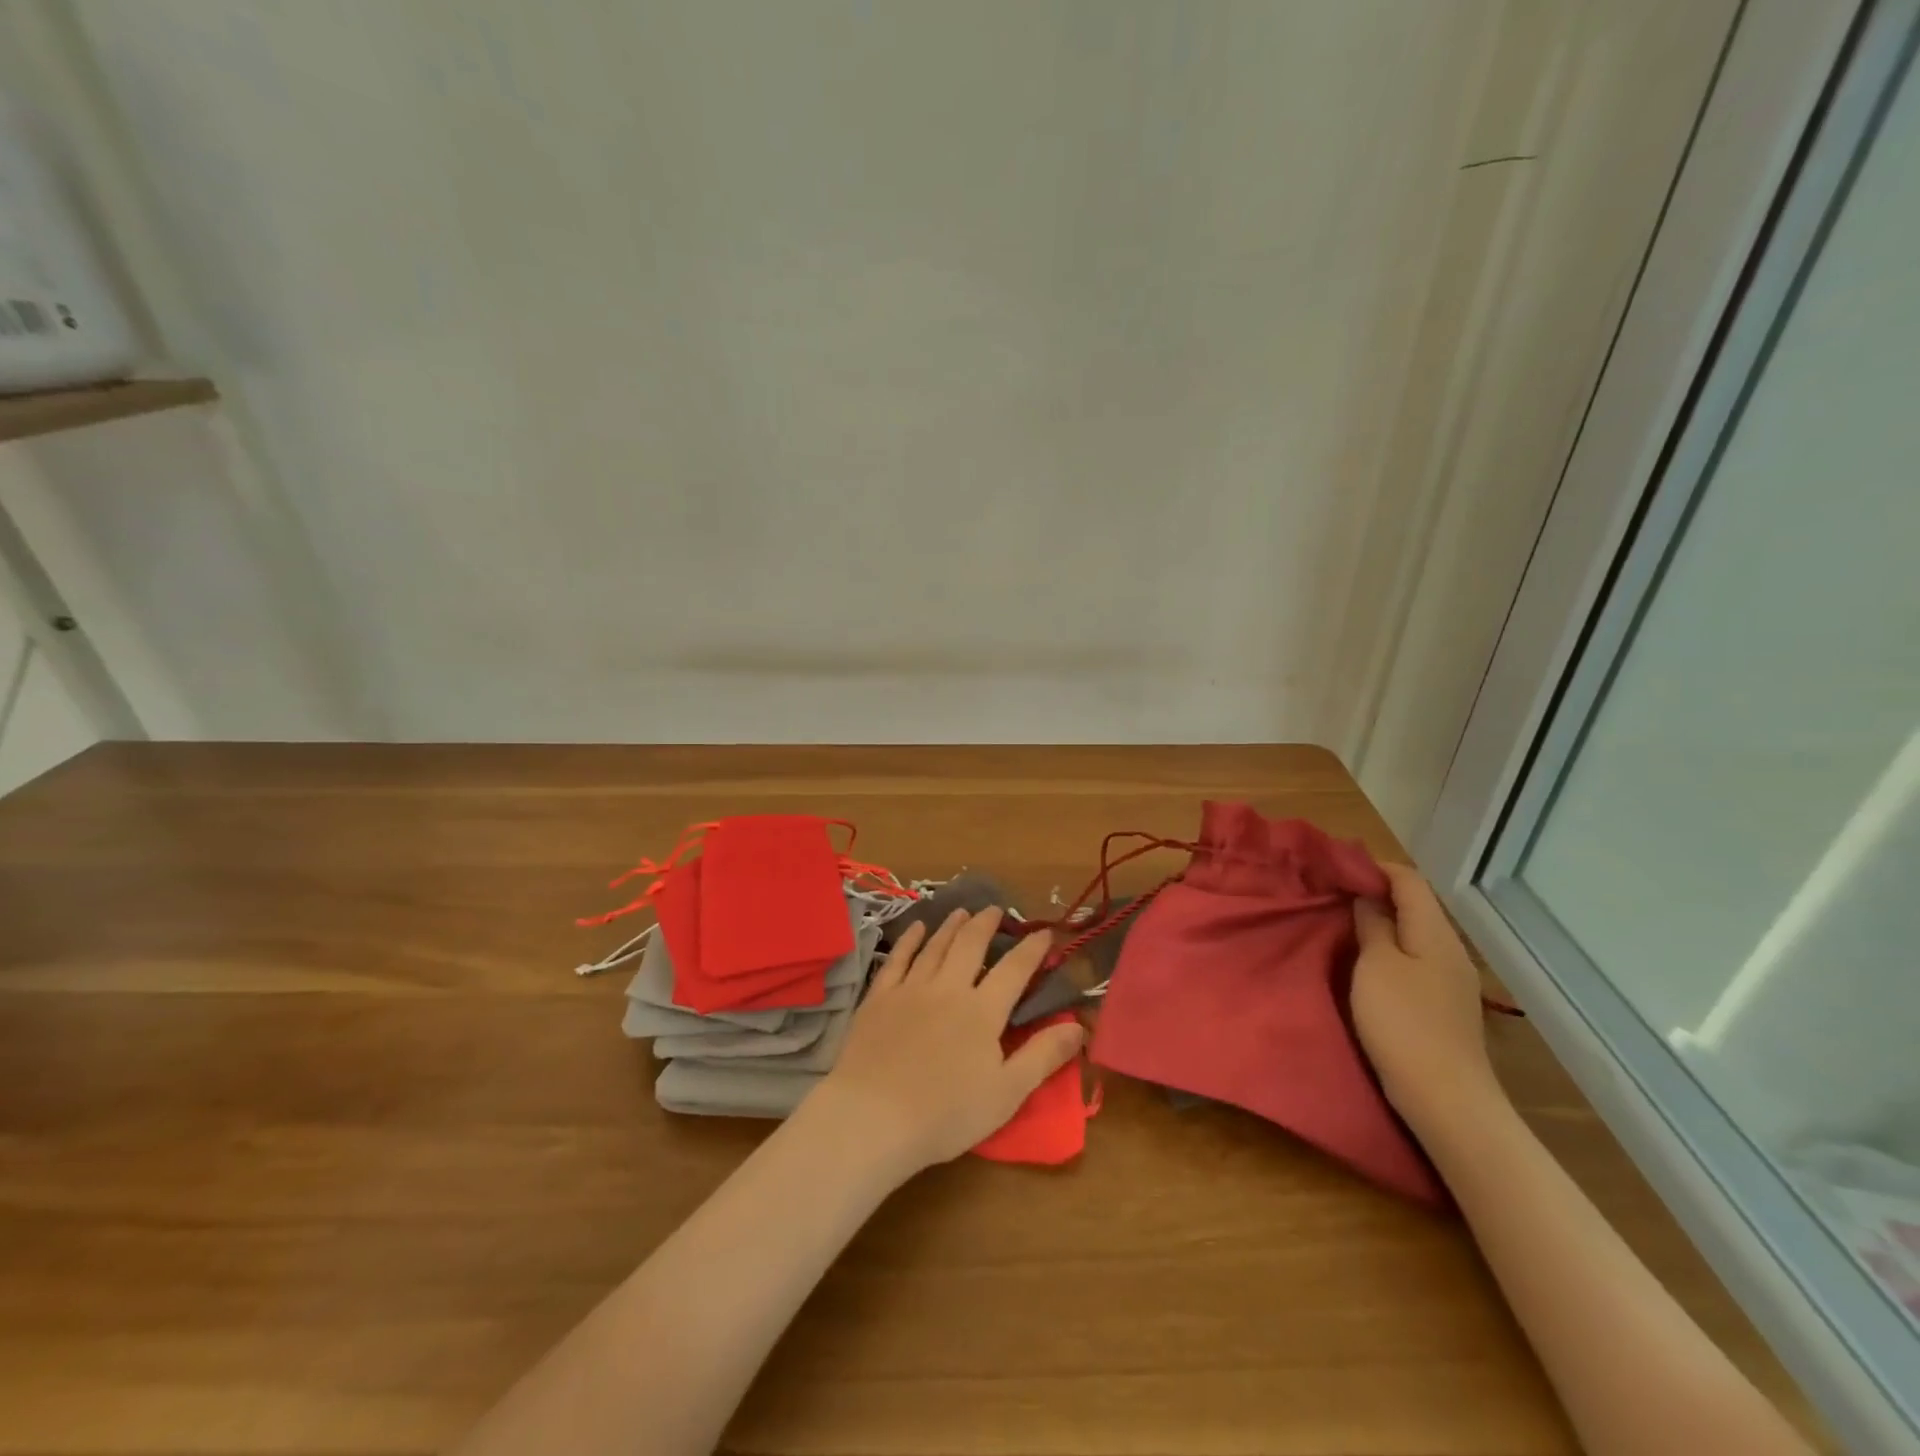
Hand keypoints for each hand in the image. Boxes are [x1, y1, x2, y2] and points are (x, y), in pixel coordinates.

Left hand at [808, 908, 1085, 1180]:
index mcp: (983, 1011)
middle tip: (995, 909)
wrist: (873, 1116)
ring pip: (935, 946)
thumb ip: (1043, 1056)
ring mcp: (910, 989)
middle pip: (970, 945)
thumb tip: (1078, 1025)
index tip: (1044, 932)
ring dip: (951, 925)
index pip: (1014, 969)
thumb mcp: (1007, 1093)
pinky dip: (910, 940)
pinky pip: (897, 959)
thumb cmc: (946, 1113)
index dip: (1032, 949)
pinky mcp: (879, 998)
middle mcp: (949, 988)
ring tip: (962, 911)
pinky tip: (917, 928)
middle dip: (986, 924)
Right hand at [1352, 864, 1501, 1122]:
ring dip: (1380, 922)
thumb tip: (1369, 899)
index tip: (1336, 866)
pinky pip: (1413, 958)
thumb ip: (1373, 925)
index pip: (1409, 880)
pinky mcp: (1441, 1003)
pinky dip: (1388, 947)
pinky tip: (1364, 960)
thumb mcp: (1377, 965)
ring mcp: (1449, 978)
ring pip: (1412, 933)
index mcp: (1435, 933)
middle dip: (1375, 893)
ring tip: (1341, 922)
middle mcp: (1449, 949)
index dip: (1374, 867)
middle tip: (1332, 893)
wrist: (1445, 1097)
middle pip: (1414, 905)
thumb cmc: (1404, 1022)